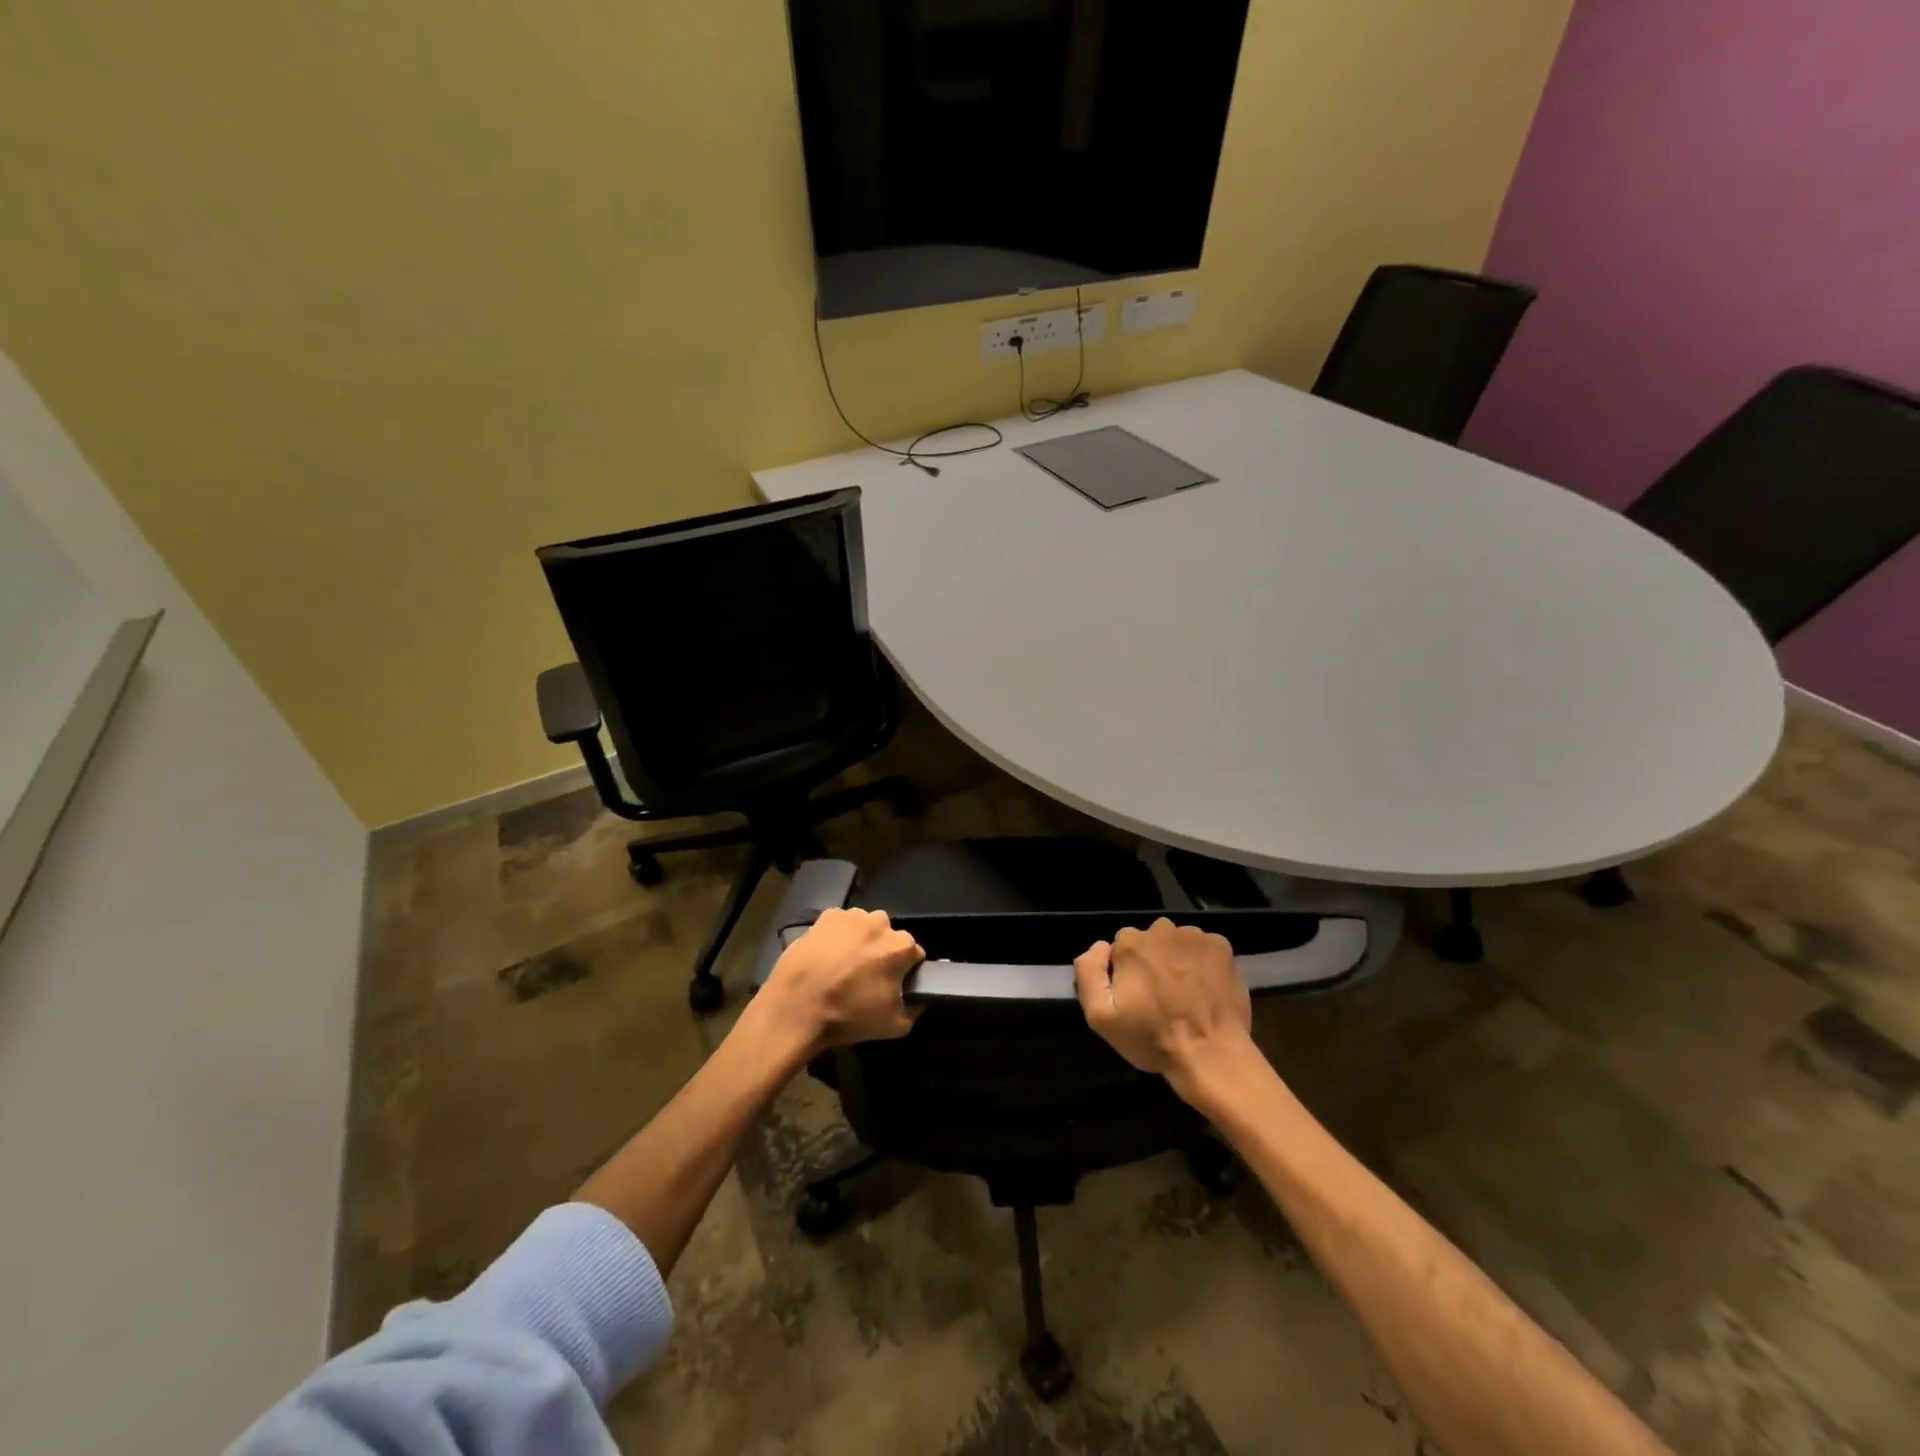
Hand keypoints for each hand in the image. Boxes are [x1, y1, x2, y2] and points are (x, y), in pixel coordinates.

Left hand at [758, 907, 924, 1056]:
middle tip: (865, 975)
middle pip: (888, 936)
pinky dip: (837, 936)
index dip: (905, 970)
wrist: (796, 1008)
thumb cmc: (848, 1016)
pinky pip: (840, 925)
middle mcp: (880, 923)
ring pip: (864, 927)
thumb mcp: (895, 1026)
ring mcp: (851, 916)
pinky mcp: (825, 917)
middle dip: (882, 951)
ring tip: (842, 965)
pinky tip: (826, 956)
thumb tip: (916, 999)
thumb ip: (915, 1008)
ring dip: (860, 941)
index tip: (893, 984)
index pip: (914, 954)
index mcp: (901, 946)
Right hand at [1075, 918, 1252, 1084]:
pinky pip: (1203, 947)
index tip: (1134, 996)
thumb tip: (1099, 947)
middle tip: (1160, 996)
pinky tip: (1205, 987)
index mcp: (1130, 943)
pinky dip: (1202, 961)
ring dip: (1176, 959)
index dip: (1125, 972)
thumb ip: (1088, 973)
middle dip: (1150, 961)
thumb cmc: (1152, 1038)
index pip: (1119, 947)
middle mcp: (1161, 930)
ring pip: (1176, 942)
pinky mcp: (1222, 947)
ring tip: (1184, 993)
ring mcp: (1195, 936)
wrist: (1210, 1055)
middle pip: (1149, 940)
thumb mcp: (1100, 1016)